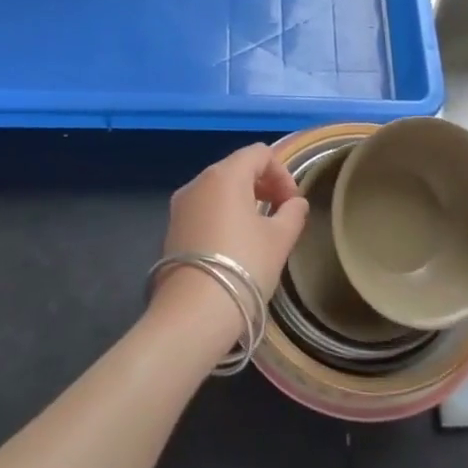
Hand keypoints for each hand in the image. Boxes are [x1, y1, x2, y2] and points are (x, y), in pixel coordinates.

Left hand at [152, 144, 309, 346]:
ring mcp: (180, 206)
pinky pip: (204, 209)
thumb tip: (295, 203)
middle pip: (236, 168)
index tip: (293, 203)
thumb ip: (293, 213)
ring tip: (260, 231)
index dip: (282, 173)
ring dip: (243, 200)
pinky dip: (223, 216)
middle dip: (263, 185)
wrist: (193, 313)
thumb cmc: (243, 266)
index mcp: (225, 175)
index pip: (259, 153)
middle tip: (281, 213)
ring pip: (218, 189)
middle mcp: (198, 182)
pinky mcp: (171, 229)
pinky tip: (234, 246)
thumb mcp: (279, 239)